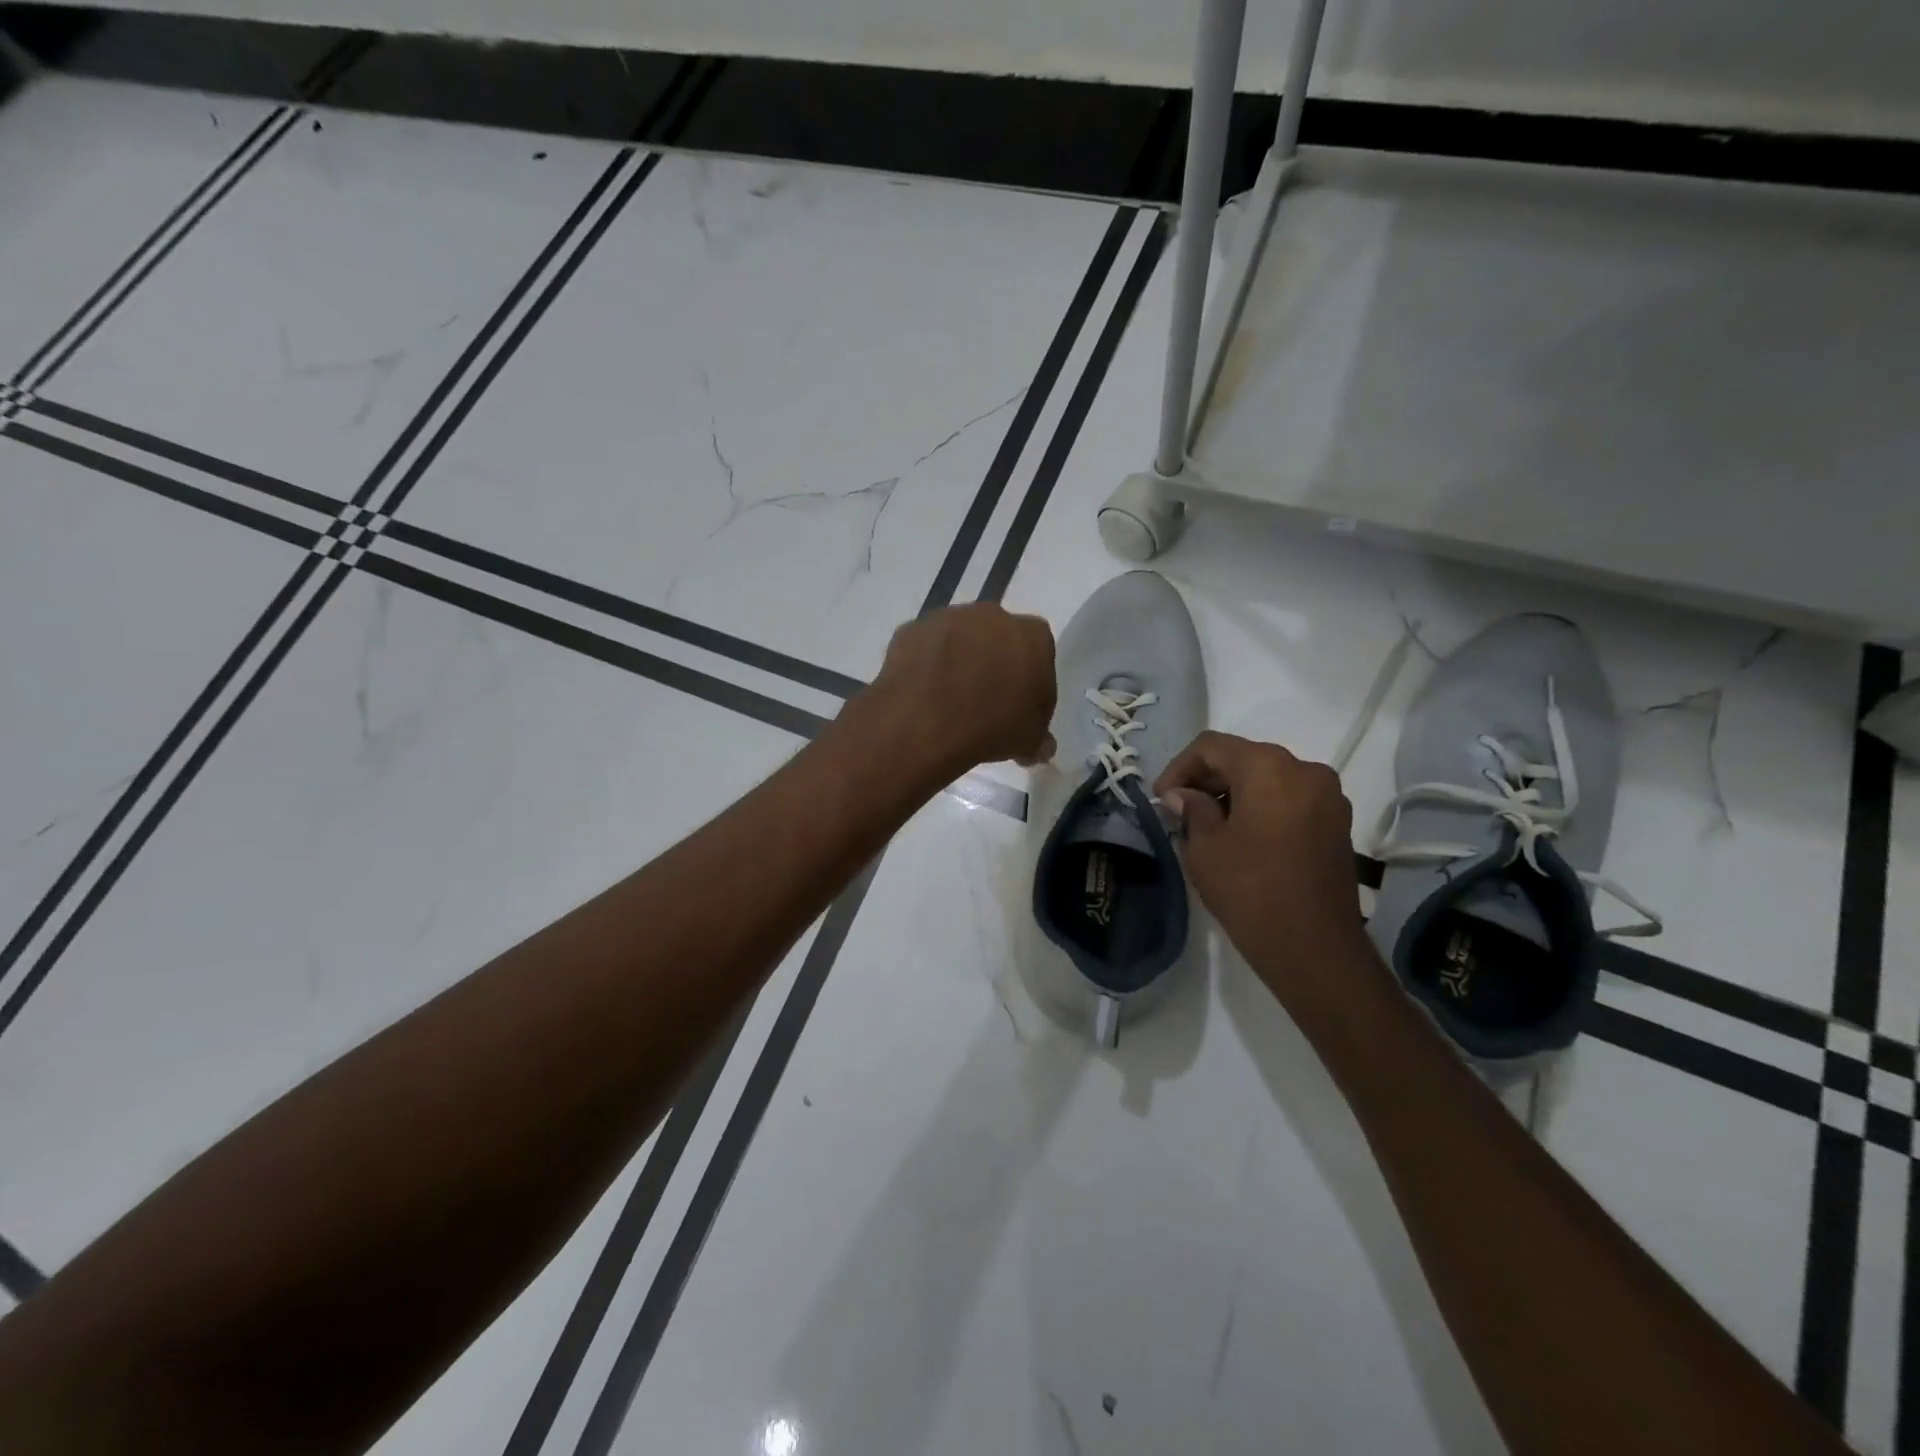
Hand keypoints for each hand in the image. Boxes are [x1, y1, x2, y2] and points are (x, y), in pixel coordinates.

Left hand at [861, 604, 1056, 772]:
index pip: (1039, 652)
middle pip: (997, 637)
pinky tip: (922, 693)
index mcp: (1032, 636)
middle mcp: (992, 615)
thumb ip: (1039, 736)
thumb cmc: (991, 726)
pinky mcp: (912, 628)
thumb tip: (1042, 746)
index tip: (1019, 704)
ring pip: (959, 638)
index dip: (1029, 679)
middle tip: (983, 700)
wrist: (925, 722)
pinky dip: (926, 664)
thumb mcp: (1029, 741)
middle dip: (993, 662)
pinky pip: (926, 646)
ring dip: (957, 660)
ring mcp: (948, 617)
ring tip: (947, 699)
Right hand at [1155, 732, 1369, 1006]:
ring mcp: (1328, 797)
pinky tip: (1240, 836)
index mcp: (1269, 766)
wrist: (1314, 947)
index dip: (1179, 767)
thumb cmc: (1250, 889)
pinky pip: (1290, 800)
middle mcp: (1305, 769)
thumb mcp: (1204, 847)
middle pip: (1243, 758)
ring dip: (1233, 794)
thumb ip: (1191, 810)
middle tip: (1178, 811)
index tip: (1160, 799)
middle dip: (1207, 780)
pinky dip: (1261, 807)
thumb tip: (1183, 796)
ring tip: (1206, 825)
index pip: (1211, 746)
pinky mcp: (1337, 824)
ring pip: (1268, 779)